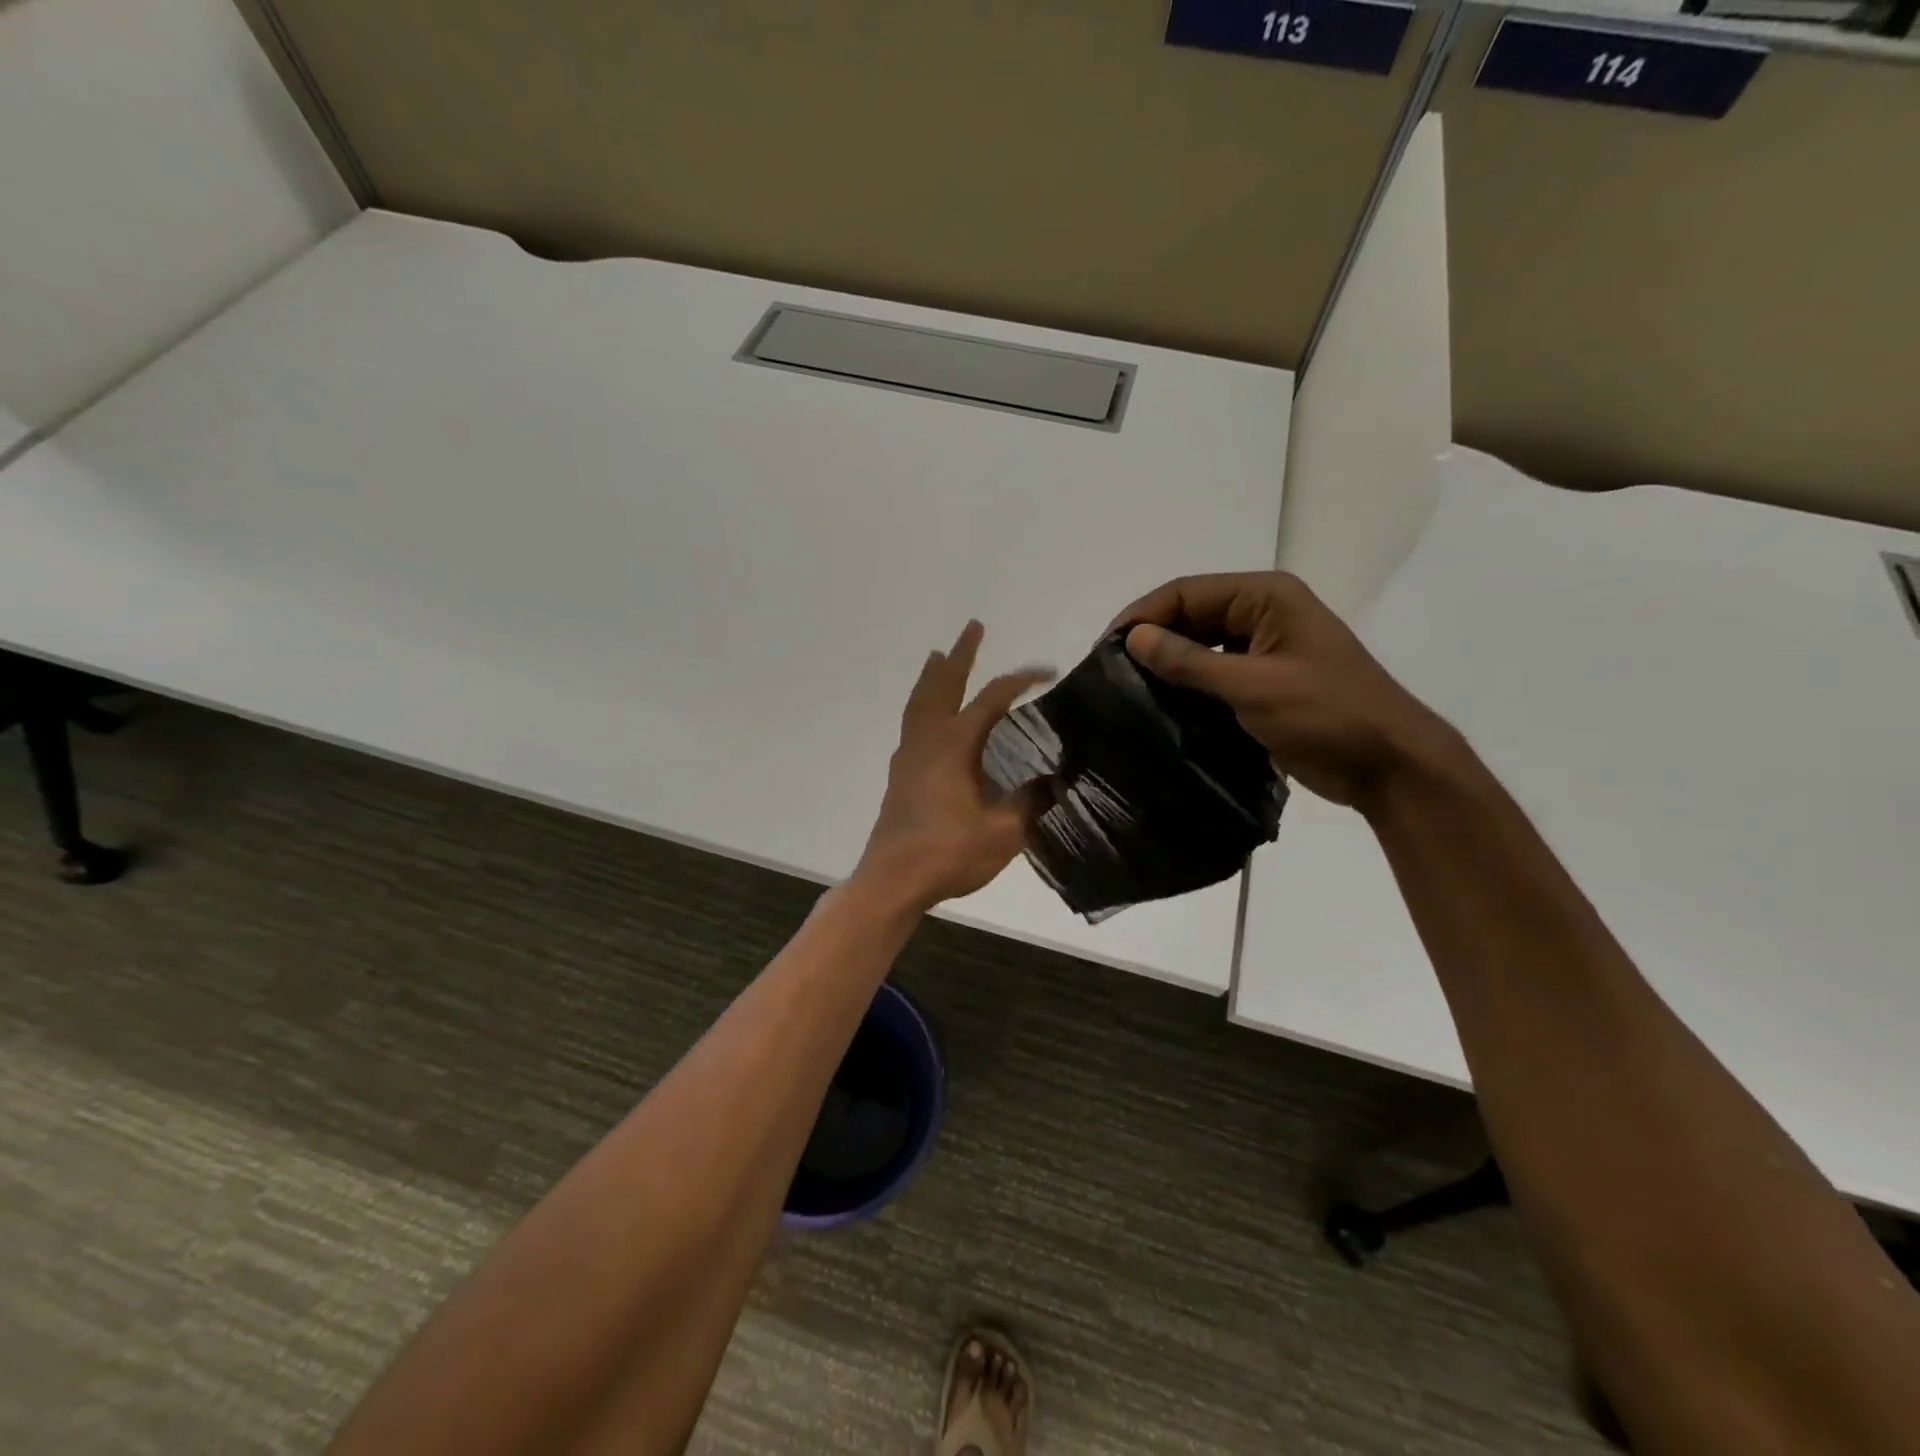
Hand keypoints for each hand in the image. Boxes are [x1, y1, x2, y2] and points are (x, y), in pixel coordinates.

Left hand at [855, 621, 1053, 910]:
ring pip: (919, 702)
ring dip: (933, 676)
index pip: (992, 699)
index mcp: (956, 745)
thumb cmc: (950, 853)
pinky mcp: (899, 774)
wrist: (894, 879)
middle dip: (961, 655)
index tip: (1047, 672)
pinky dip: (921, 706)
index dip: (1021, 680)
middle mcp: (928, 740)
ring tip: (938, 656)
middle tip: (973, 627)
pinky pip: (911, 724)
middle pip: (944, 685)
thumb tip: (1055, 781)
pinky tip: (927, 717)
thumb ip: (1031, 802)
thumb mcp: (1005, 831)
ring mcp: (909, 755)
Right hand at [1111, 572, 1463, 815]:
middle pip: (1191, 615)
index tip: (1105, 648)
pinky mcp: (1263, 681)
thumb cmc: (1327, 714)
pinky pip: (1213, 672)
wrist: (1388, 764)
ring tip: (1127, 689)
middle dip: (1151, 639)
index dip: (1143, 615)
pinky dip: (1187, 685)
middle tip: (1109, 672)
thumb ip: (1190, 661)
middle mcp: (1262, 613)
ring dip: (1167, 664)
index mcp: (1266, 597)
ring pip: (1200, 645)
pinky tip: (1160, 705)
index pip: (1187, 592)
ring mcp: (1264, 648)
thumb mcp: (1253, 685)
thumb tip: (1133, 638)